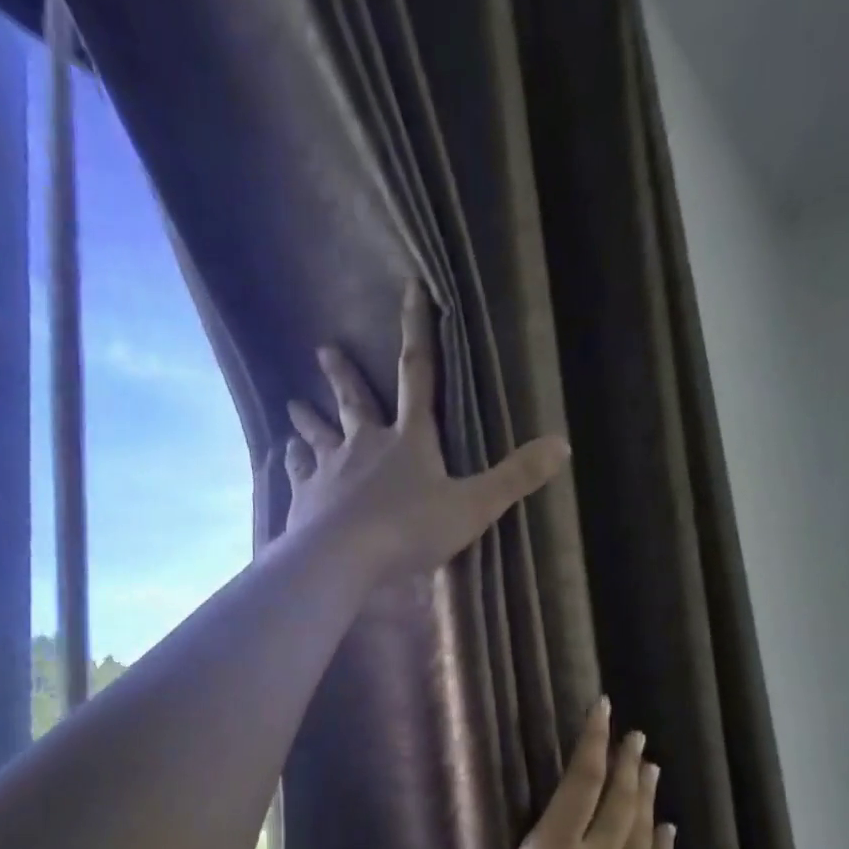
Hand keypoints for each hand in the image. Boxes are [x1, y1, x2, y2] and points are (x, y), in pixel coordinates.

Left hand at [284, 282, 568, 581]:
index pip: (418, 375)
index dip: (418, 331)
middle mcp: (365, 445)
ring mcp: (330, 470)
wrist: (344, 558)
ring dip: (308, 419)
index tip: (410, 289)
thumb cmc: (410, 530)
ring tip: (292, 403)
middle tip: (323, 348)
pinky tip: (285, 457)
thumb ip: (515, 477)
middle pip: (354, 402)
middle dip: (342, 375)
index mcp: (409, 440)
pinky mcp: (305, 498)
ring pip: (318, 435)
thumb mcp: (473, 506)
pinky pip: (298, 474)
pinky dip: (292, 463)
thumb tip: (563, 445)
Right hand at [405, 699, 676, 848]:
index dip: (591, 744)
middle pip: (618, 800)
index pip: (579, 785)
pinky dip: (662, 845)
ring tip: (653, 768)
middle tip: (637, 734)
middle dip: (627, 763)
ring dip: (646, 795)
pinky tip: (668, 831)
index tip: (605, 711)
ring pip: (640, 829)